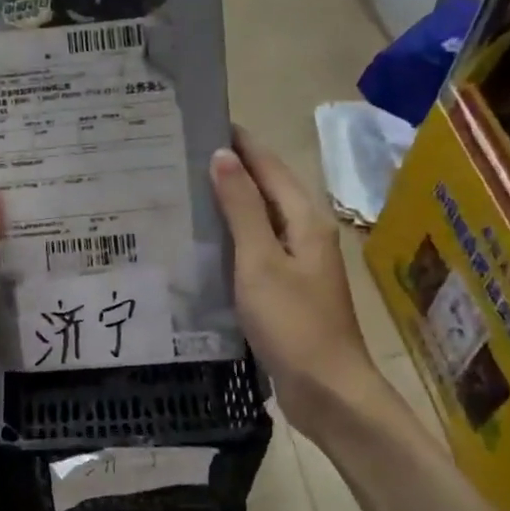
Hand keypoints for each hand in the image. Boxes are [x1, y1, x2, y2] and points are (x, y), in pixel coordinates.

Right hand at [210, 126, 374, 428]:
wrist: (326, 390)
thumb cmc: (293, 323)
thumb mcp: (260, 261)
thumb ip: (242, 208)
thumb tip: (223, 156)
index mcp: (304, 219)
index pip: (269, 165)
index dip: (240, 142)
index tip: (203, 120)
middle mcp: (305, 233)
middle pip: (267, 189)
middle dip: (231, 168)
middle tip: (182, 154)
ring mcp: (297, 263)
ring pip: (259, 219)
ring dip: (229, 202)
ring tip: (184, 190)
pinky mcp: (286, 288)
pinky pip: (255, 248)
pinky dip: (231, 236)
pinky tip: (203, 241)